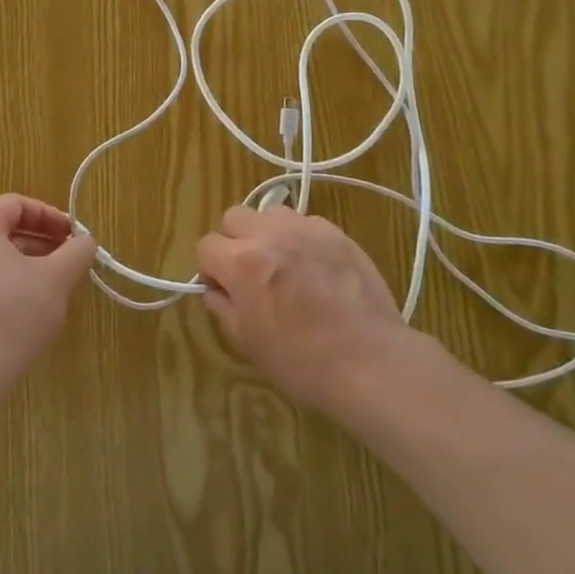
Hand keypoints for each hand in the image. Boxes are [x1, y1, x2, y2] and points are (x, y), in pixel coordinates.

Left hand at [0, 194, 96, 409]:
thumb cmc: (11, 313)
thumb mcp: (55, 279)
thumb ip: (76, 252)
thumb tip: (87, 240)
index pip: (17, 204)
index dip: (51, 217)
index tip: (76, 238)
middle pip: (4, 231)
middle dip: (42, 245)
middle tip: (70, 264)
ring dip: (27, 268)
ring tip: (54, 291)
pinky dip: (7, 288)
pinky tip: (28, 315)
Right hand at [197, 204, 419, 418]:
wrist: (368, 360)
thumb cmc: (300, 360)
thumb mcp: (246, 341)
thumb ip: (222, 306)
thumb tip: (215, 289)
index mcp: (241, 262)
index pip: (206, 246)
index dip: (210, 269)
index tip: (224, 290)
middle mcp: (269, 235)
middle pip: (234, 217)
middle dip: (234, 241)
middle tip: (250, 272)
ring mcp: (306, 229)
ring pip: (272, 213)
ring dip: (268, 233)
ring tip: (285, 264)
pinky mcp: (338, 234)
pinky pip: (308, 223)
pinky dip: (303, 239)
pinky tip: (317, 268)